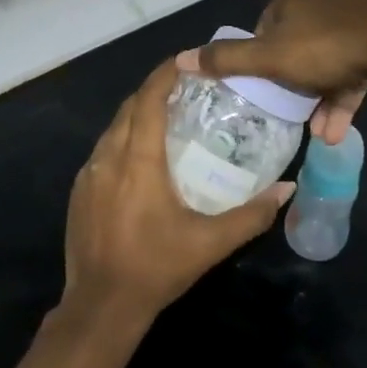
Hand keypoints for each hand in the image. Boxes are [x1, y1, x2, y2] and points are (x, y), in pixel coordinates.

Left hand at [60, 58, 293, 341]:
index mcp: (137, 161)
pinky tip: (140, 157)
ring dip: (137, 115)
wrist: (101, 305)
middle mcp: (108, 158)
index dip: (165, 75)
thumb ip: (251, 215)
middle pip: (129, 108)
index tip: (186, 62)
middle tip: (185, 89)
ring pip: (113, 128)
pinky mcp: (79, 191)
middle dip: (154, 91)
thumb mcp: (210, 243)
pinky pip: (102, 150)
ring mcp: (88, 174)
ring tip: (167, 118)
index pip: (148, 100)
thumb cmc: (157, 268)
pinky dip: (123, 139)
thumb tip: (288, 189)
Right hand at [184, 0, 366, 144]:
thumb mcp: (269, 58)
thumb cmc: (323, 48)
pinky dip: (343, 93)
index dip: (261, 59)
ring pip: (328, 58)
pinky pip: (353, 65)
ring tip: (318, 132)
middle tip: (291, 110)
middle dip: (294, 82)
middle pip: (297, 42)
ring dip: (320, 96)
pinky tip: (338, 129)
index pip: (265, 26)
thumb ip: (226, 60)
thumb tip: (179, 58)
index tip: (265, 86)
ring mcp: (356, 12)